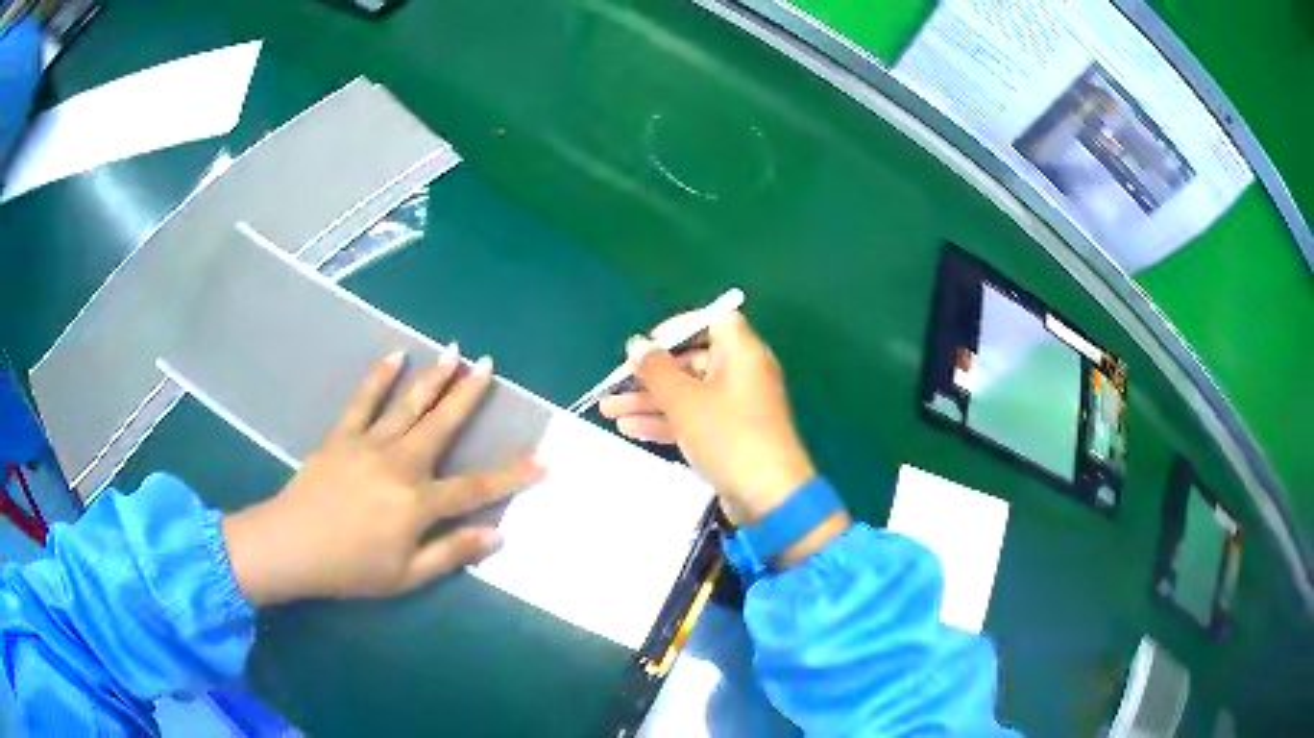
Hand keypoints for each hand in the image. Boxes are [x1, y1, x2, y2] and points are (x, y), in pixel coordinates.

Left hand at [224, 347, 542, 605]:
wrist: (291, 547)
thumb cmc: (351, 569)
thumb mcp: (407, 576)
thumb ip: (452, 553)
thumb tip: (498, 535)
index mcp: (418, 503)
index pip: (476, 487)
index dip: (513, 475)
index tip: (545, 460)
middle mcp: (400, 465)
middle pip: (442, 426)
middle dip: (469, 395)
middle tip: (490, 365)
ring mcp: (369, 445)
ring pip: (409, 406)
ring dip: (434, 377)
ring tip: (455, 351)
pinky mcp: (342, 436)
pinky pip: (363, 401)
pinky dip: (379, 377)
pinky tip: (395, 355)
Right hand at [600, 313, 838, 541]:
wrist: (767, 497)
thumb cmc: (727, 436)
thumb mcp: (684, 400)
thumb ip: (655, 369)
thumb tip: (636, 344)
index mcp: (742, 353)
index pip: (712, 322)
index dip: (678, 327)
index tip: (648, 344)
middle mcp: (743, 374)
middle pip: (693, 361)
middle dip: (652, 373)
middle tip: (617, 384)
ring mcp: (738, 408)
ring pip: (689, 394)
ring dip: (650, 400)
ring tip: (608, 411)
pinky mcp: (731, 437)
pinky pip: (695, 419)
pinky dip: (666, 421)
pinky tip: (630, 429)